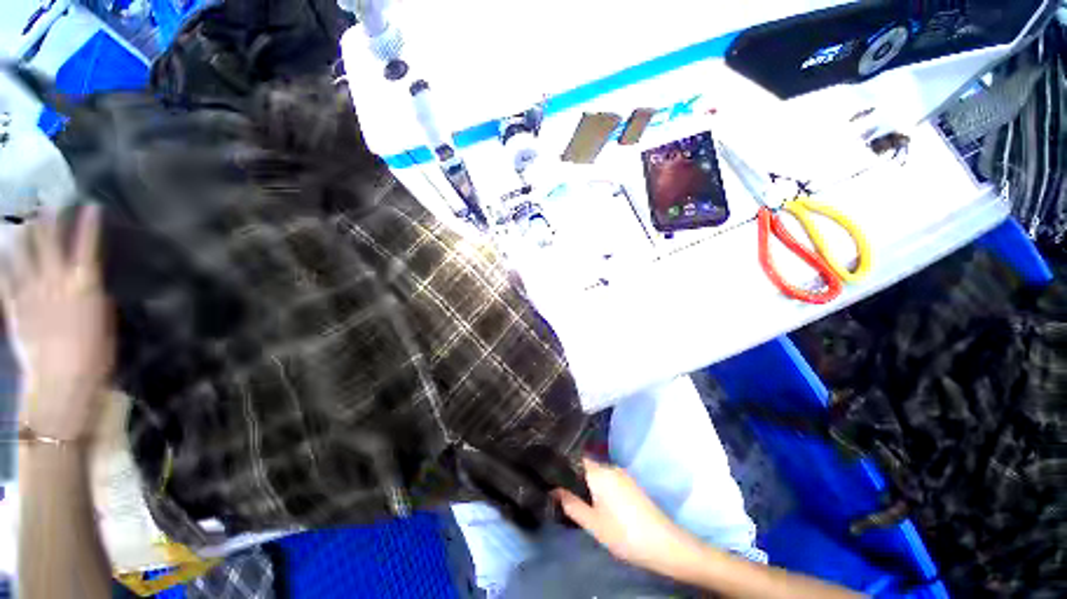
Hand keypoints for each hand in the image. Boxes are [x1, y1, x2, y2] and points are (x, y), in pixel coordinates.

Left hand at [1, 206, 113, 441]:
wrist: (62, 383)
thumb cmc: (95, 354)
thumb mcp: (103, 322)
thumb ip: (91, 297)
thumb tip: (88, 281)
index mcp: (83, 285)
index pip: (86, 246)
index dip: (87, 224)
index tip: (90, 206)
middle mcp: (55, 281)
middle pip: (49, 244)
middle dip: (49, 222)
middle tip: (48, 205)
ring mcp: (31, 293)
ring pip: (23, 256)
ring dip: (23, 237)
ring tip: (24, 223)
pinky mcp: (15, 308)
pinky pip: (5, 280)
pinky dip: (2, 265)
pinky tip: (1, 254)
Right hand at [554, 458, 697, 576]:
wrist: (664, 544)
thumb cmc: (624, 533)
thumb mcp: (593, 523)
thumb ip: (571, 504)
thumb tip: (554, 489)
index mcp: (599, 472)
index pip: (575, 458)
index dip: (562, 464)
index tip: (550, 474)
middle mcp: (610, 467)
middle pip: (586, 466)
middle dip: (574, 477)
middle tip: (562, 493)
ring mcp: (622, 474)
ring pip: (597, 474)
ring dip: (587, 484)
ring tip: (578, 500)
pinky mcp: (630, 484)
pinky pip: (608, 479)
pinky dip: (599, 488)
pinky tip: (598, 504)